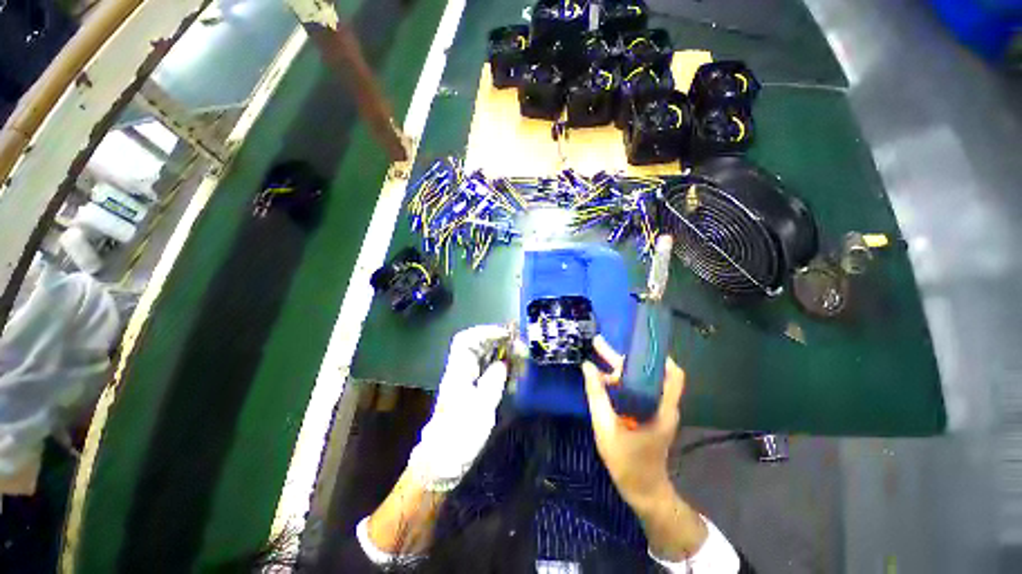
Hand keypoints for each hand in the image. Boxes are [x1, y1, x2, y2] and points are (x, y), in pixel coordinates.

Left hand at [407, 324, 510, 490]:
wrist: (440, 461)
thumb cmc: (460, 435)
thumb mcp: (482, 408)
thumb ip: (494, 381)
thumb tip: (504, 362)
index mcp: (458, 372)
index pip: (467, 340)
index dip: (486, 332)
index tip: (506, 334)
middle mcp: (459, 371)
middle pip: (473, 345)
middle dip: (494, 338)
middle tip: (515, 340)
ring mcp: (462, 380)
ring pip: (478, 355)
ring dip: (495, 349)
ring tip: (515, 350)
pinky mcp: (467, 390)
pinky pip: (482, 368)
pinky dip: (495, 362)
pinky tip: (506, 366)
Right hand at [582, 336, 685, 510]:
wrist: (642, 490)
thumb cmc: (627, 462)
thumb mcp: (606, 428)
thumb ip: (596, 396)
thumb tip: (587, 366)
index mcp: (660, 408)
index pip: (673, 375)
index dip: (658, 355)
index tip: (636, 342)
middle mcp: (662, 405)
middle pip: (648, 373)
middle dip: (624, 358)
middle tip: (599, 344)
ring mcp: (656, 410)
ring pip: (641, 381)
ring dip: (619, 369)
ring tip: (596, 358)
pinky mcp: (649, 415)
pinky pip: (636, 390)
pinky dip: (620, 382)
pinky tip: (602, 379)